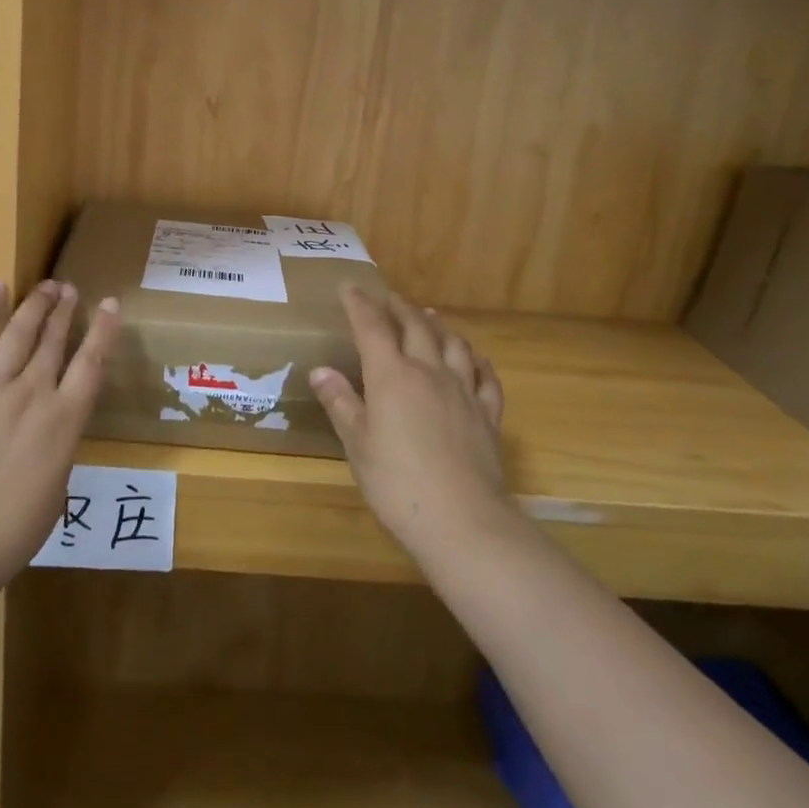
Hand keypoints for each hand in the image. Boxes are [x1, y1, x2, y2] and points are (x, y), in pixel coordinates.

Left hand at [0, 280, 119, 605]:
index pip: (91, 365)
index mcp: (63, 424)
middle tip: (70, 289)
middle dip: (64, 311)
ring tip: (46, 286)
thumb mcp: (53, 493)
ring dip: (35, 306)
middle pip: (53, 341)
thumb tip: (50, 430)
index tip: (109, 304)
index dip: (103, 332)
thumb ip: (56, 450)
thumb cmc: (6, 534)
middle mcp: (32, 394)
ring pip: (18, 333)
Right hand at [310, 288, 508, 565]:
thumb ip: (341, 402)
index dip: (359, 304)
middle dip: (400, 308)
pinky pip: (486, 378)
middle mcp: (429, 372)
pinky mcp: (488, 415)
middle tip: (390, 298)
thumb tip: (321, 370)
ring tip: (430, 317)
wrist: (462, 520)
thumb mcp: (357, 443)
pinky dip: (478, 361)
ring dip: (439, 326)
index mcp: (392, 376)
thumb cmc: (396, 482)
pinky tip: (476, 360)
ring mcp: (463, 392)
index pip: (372, 327)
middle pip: (416, 327)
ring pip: (454, 345)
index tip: (349, 288)